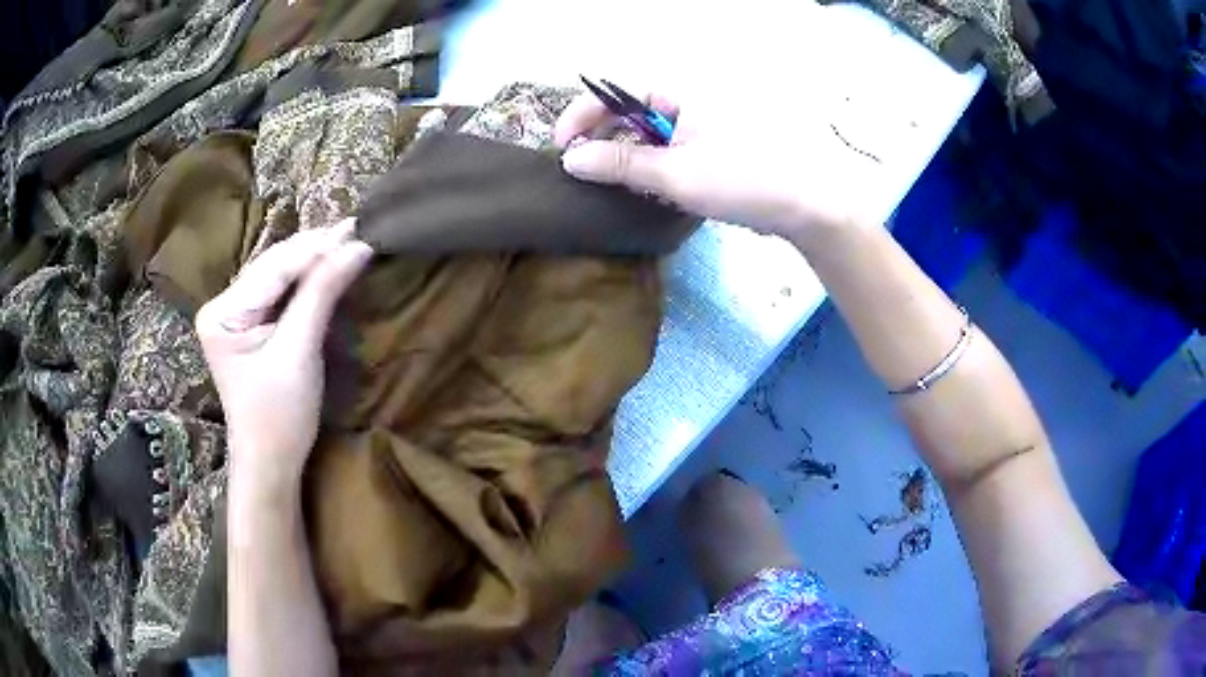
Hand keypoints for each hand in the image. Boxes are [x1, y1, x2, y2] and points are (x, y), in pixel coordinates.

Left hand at [195, 220, 372, 491]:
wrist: (271, 461)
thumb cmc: (280, 416)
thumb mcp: (299, 352)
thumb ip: (322, 295)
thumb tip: (356, 247)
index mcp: (222, 314)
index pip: (273, 269)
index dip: (315, 249)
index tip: (356, 231)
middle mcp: (222, 306)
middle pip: (273, 266)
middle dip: (314, 249)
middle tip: (356, 229)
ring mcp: (234, 314)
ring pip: (278, 274)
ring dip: (312, 259)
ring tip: (347, 239)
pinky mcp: (249, 324)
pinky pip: (280, 291)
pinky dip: (306, 279)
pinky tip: (327, 263)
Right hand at [554, 92, 882, 239]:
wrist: (810, 204)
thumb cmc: (744, 179)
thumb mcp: (676, 173)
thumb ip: (621, 164)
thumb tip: (571, 159)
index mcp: (682, 91)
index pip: (618, 92)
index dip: (584, 115)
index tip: (561, 146)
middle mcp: (692, 100)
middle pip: (633, 111)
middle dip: (605, 137)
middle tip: (584, 170)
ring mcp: (707, 124)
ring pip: (653, 134)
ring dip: (630, 156)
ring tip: (614, 184)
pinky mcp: (718, 147)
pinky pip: (674, 149)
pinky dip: (656, 165)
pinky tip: (650, 188)